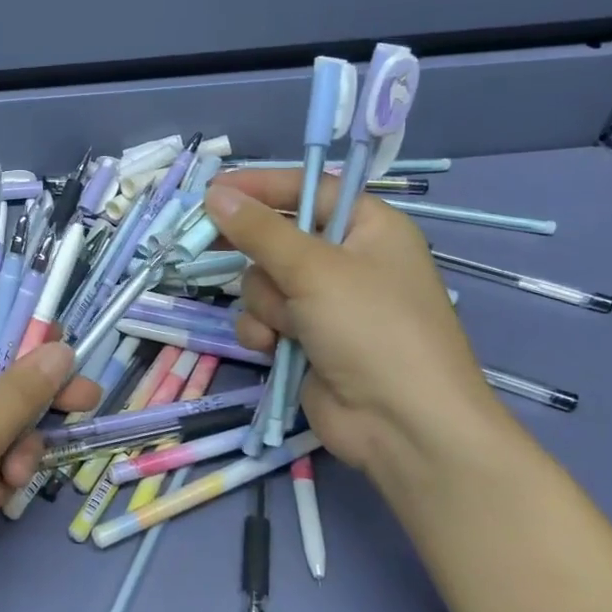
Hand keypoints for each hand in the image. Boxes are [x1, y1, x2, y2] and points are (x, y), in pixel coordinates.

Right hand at [203, 172, 513, 483]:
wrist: (402, 425)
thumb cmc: (372, 329)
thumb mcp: (314, 269)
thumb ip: (259, 230)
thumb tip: (215, 193)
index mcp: (369, 228)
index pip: (308, 190)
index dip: (262, 186)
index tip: (214, 190)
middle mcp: (347, 261)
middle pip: (278, 237)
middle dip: (257, 254)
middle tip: (209, 243)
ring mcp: (326, 303)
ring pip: (263, 282)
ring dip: (265, 302)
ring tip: (288, 325)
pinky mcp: (306, 339)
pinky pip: (264, 318)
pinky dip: (264, 330)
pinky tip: (275, 348)